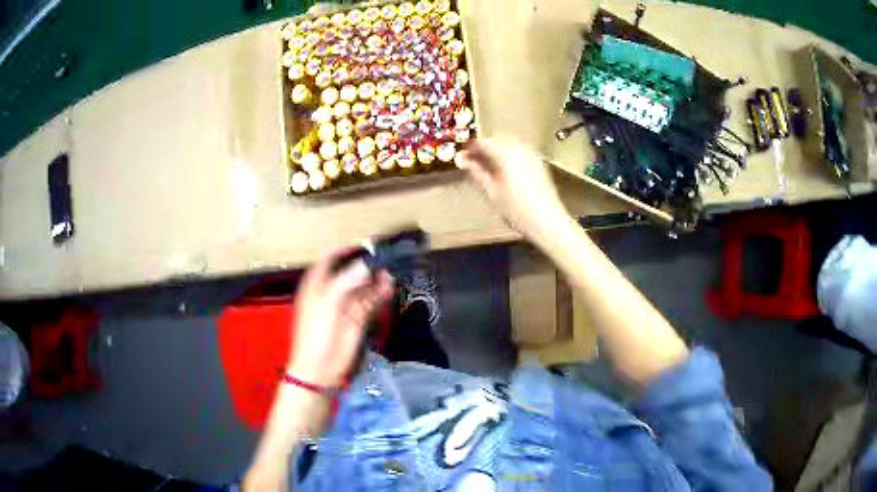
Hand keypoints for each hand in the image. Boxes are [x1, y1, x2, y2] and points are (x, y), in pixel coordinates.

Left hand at [288, 249, 392, 386]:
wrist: (319, 368)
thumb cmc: (316, 332)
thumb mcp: (328, 302)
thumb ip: (348, 280)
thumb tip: (368, 263)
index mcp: (317, 282)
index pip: (331, 256)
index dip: (347, 248)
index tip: (366, 243)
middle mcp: (333, 289)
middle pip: (352, 269)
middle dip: (368, 262)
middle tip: (388, 254)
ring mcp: (346, 304)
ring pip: (364, 284)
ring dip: (377, 276)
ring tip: (393, 267)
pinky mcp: (359, 318)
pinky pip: (372, 300)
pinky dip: (381, 292)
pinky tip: (390, 285)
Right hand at [459, 138, 568, 242]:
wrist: (548, 222)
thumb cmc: (516, 210)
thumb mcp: (492, 193)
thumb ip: (477, 173)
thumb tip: (463, 160)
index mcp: (506, 154)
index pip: (483, 143)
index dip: (470, 147)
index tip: (460, 154)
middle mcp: (519, 148)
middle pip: (496, 141)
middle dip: (483, 149)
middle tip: (471, 161)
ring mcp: (531, 154)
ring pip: (507, 145)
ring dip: (495, 152)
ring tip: (485, 167)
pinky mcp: (538, 162)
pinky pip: (517, 152)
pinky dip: (507, 156)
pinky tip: (502, 169)